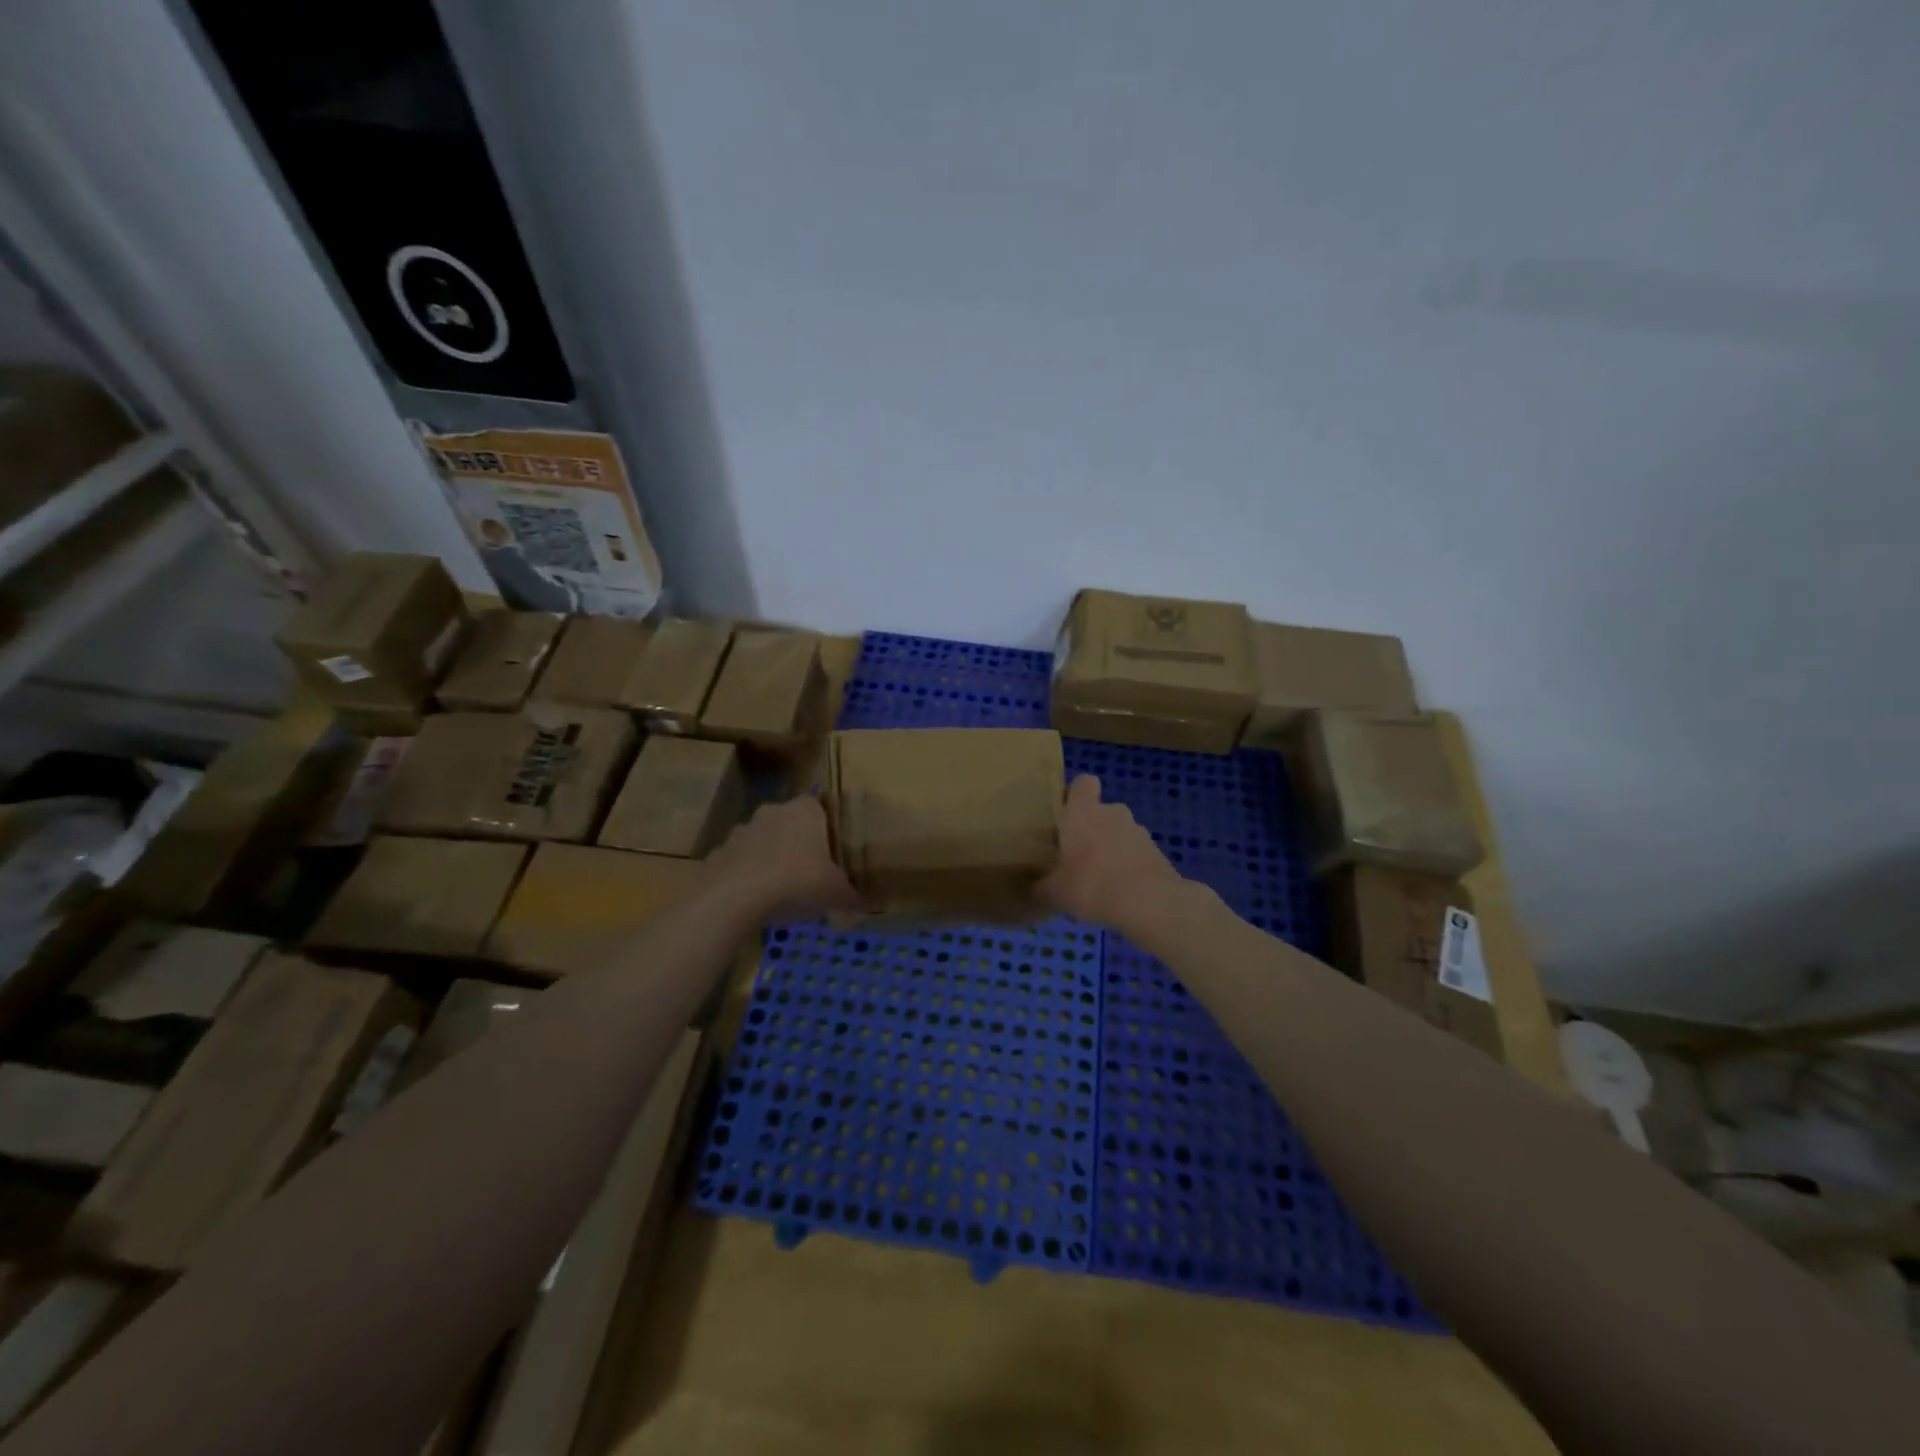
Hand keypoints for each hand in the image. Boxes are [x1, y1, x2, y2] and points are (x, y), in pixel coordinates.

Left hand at [709, 796, 860, 919]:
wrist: (734, 896)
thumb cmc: (795, 881)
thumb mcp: (835, 893)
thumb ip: (851, 895)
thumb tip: (863, 904)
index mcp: (805, 811)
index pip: (819, 806)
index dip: (826, 826)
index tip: (832, 849)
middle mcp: (774, 811)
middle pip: (790, 822)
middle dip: (797, 842)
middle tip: (809, 870)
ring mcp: (743, 829)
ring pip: (763, 840)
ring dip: (770, 857)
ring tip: (781, 888)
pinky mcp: (720, 851)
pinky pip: (741, 860)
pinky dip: (747, 874)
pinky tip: (755, 898)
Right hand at [1038, 775, 1184, 928]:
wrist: (1149, 902)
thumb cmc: (1091, 884)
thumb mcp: (1054, 892)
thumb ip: (1039, 888)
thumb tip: (1030, 891)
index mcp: (1083, 811)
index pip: (1083, 782)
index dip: (1075, 794)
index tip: (1064, 814)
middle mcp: (1112, 813)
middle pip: (1101, 810)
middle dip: (1091, 828)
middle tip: (1076, 854)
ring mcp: (1139, 831)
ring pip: (1120, 833)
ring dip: (1111, 849)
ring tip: (1099, 879)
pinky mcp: (1157, 853)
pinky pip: (1136, 854)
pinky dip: (1129, 867)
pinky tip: (1119, 892)